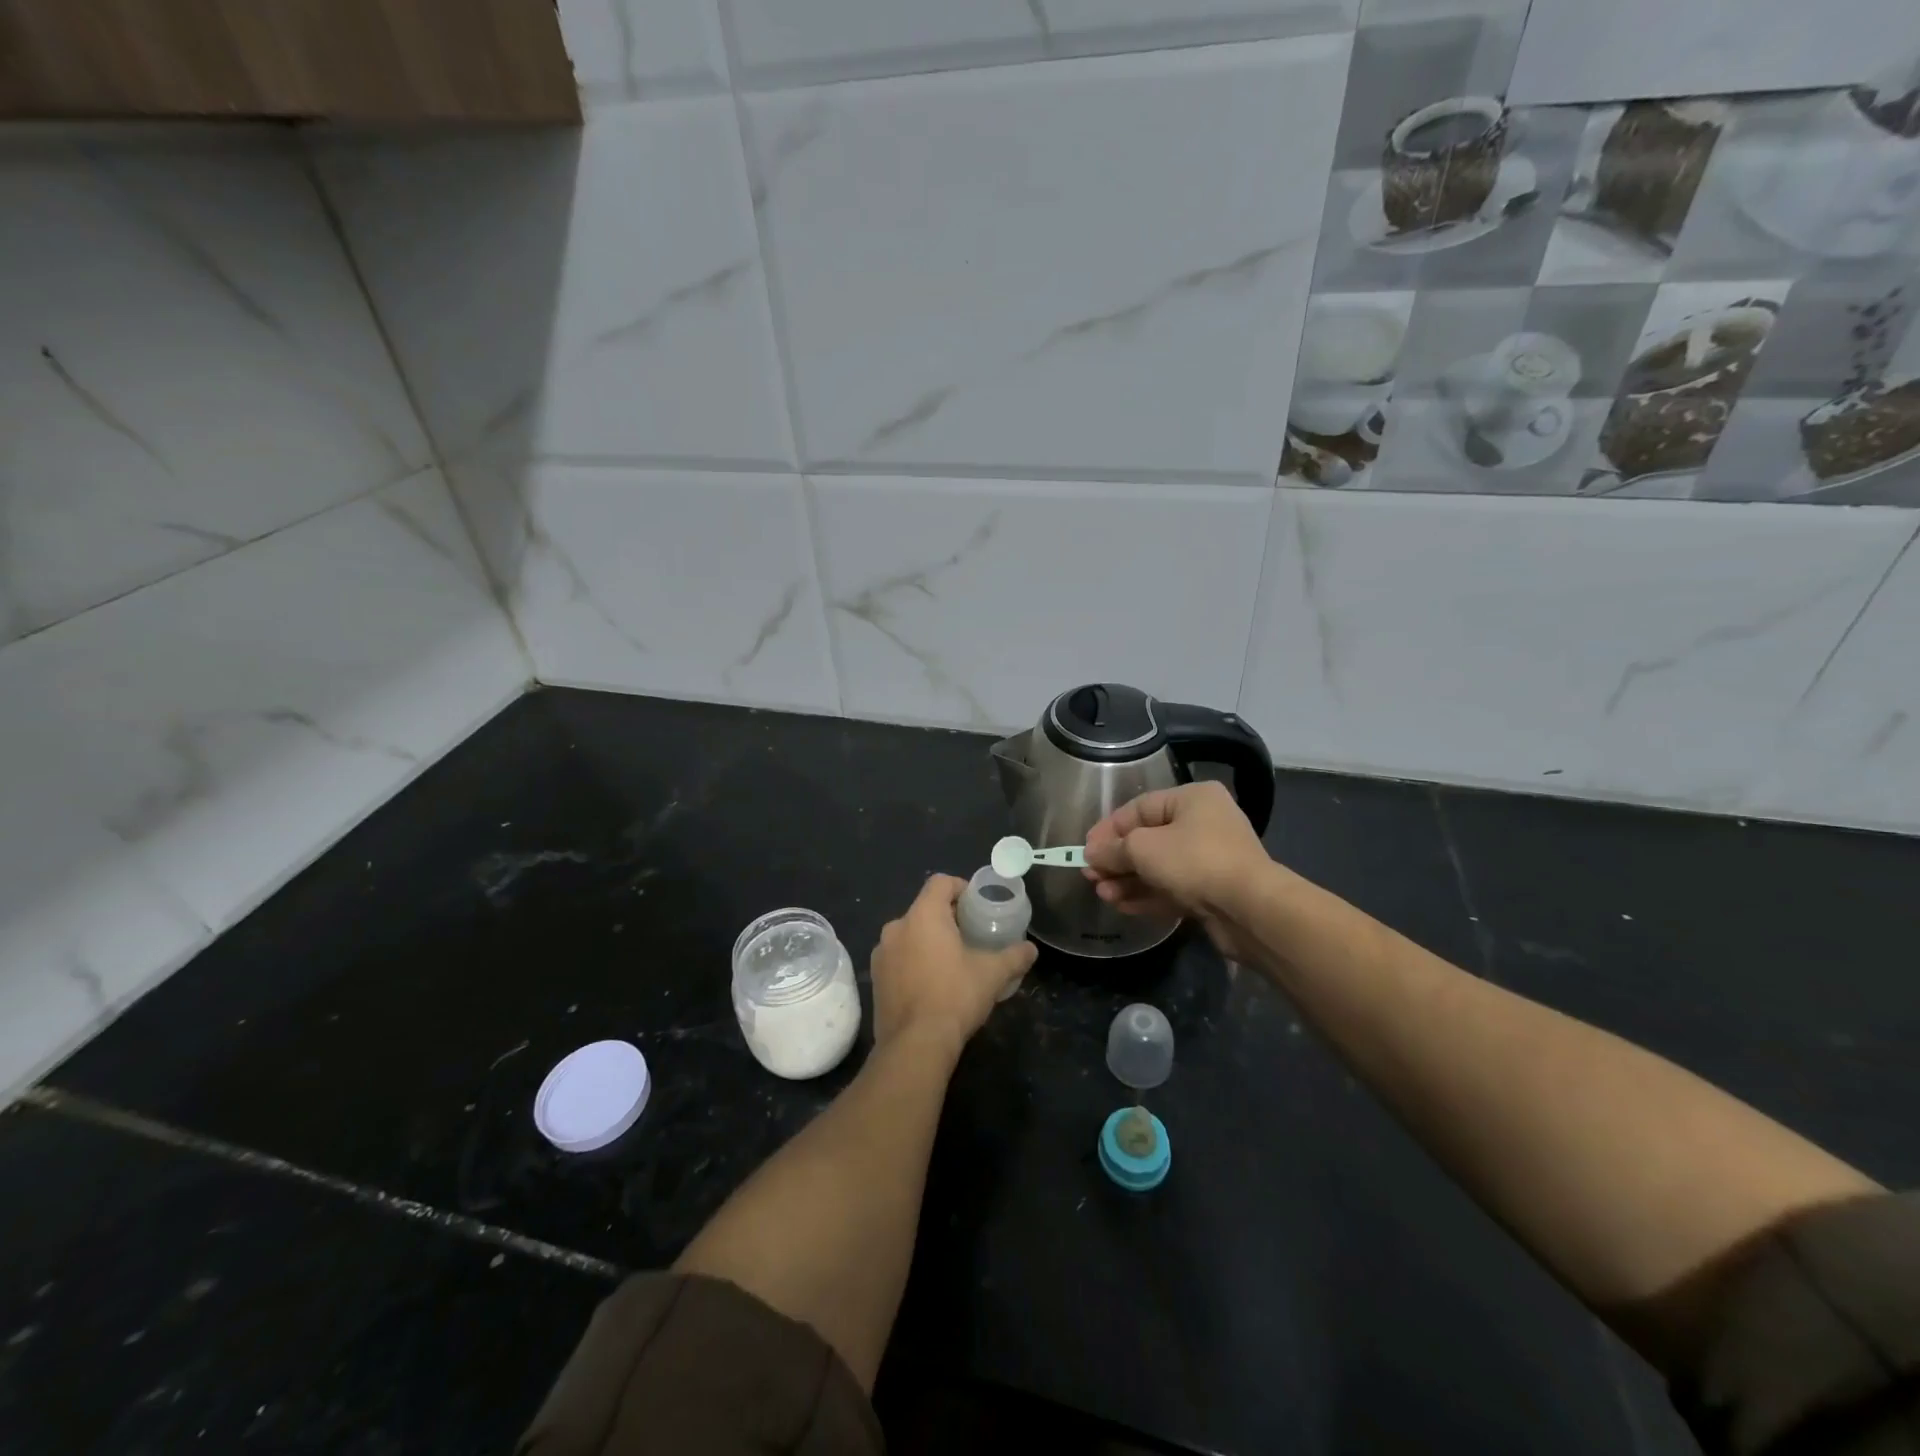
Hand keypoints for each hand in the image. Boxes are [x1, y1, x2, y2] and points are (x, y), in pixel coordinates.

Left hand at [870, 875, 1037, 1055]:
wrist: (915, 1044)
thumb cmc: (955, 996)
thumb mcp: (992, 974)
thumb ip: (1014, 956)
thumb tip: (1031, 949)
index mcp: (923, 915)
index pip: (940, 882)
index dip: (960, 887)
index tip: (976, 904)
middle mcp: (896, 927)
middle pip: (924, 908)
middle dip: (947, 918)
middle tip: (970, 934)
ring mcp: (881, 953)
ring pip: (909, 934)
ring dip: (928, 940)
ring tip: (951, 961)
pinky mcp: (875, 979)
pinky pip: (898, 958)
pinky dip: (914, 961)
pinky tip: (931, 983)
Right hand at [1083, 781, 1272, 959]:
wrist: (1250, 909)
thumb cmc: (1194, 861)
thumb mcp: (1143, 849)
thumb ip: (1113, 850)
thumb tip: (1092, 855)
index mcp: (1192, 799)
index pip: (1139, 808)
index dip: (1108, 829)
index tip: (1085, 849)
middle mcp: (1204, 823)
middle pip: (1148, 839)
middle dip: (1116, 859)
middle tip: (1091, 876)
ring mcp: (1210, 859)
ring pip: (1158, 867)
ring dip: (1127, 880)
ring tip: (1102, 893)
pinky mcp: (1213, 891)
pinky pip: (1172, 888)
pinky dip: (1146, 895)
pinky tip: (1121, 905)